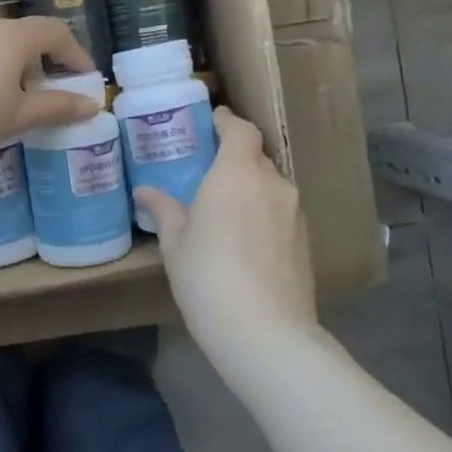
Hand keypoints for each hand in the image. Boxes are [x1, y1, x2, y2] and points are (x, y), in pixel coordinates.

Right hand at [134, 107, 316, 338]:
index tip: (214, 119)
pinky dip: (264, 213)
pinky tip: (246, 238)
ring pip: (271, 186)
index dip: (227, 121)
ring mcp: (294, 212)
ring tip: (226, 207)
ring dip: (251, 188)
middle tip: (210, 170)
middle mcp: (272, 183)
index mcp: (236, 173)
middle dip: (235, 157)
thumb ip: (164, 210)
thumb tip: (146, 192)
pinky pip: (281, 212)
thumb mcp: (175, 244)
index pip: (240, 130)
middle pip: (256, 157)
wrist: (265, 331)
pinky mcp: (305, 240)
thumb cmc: (207, 277)